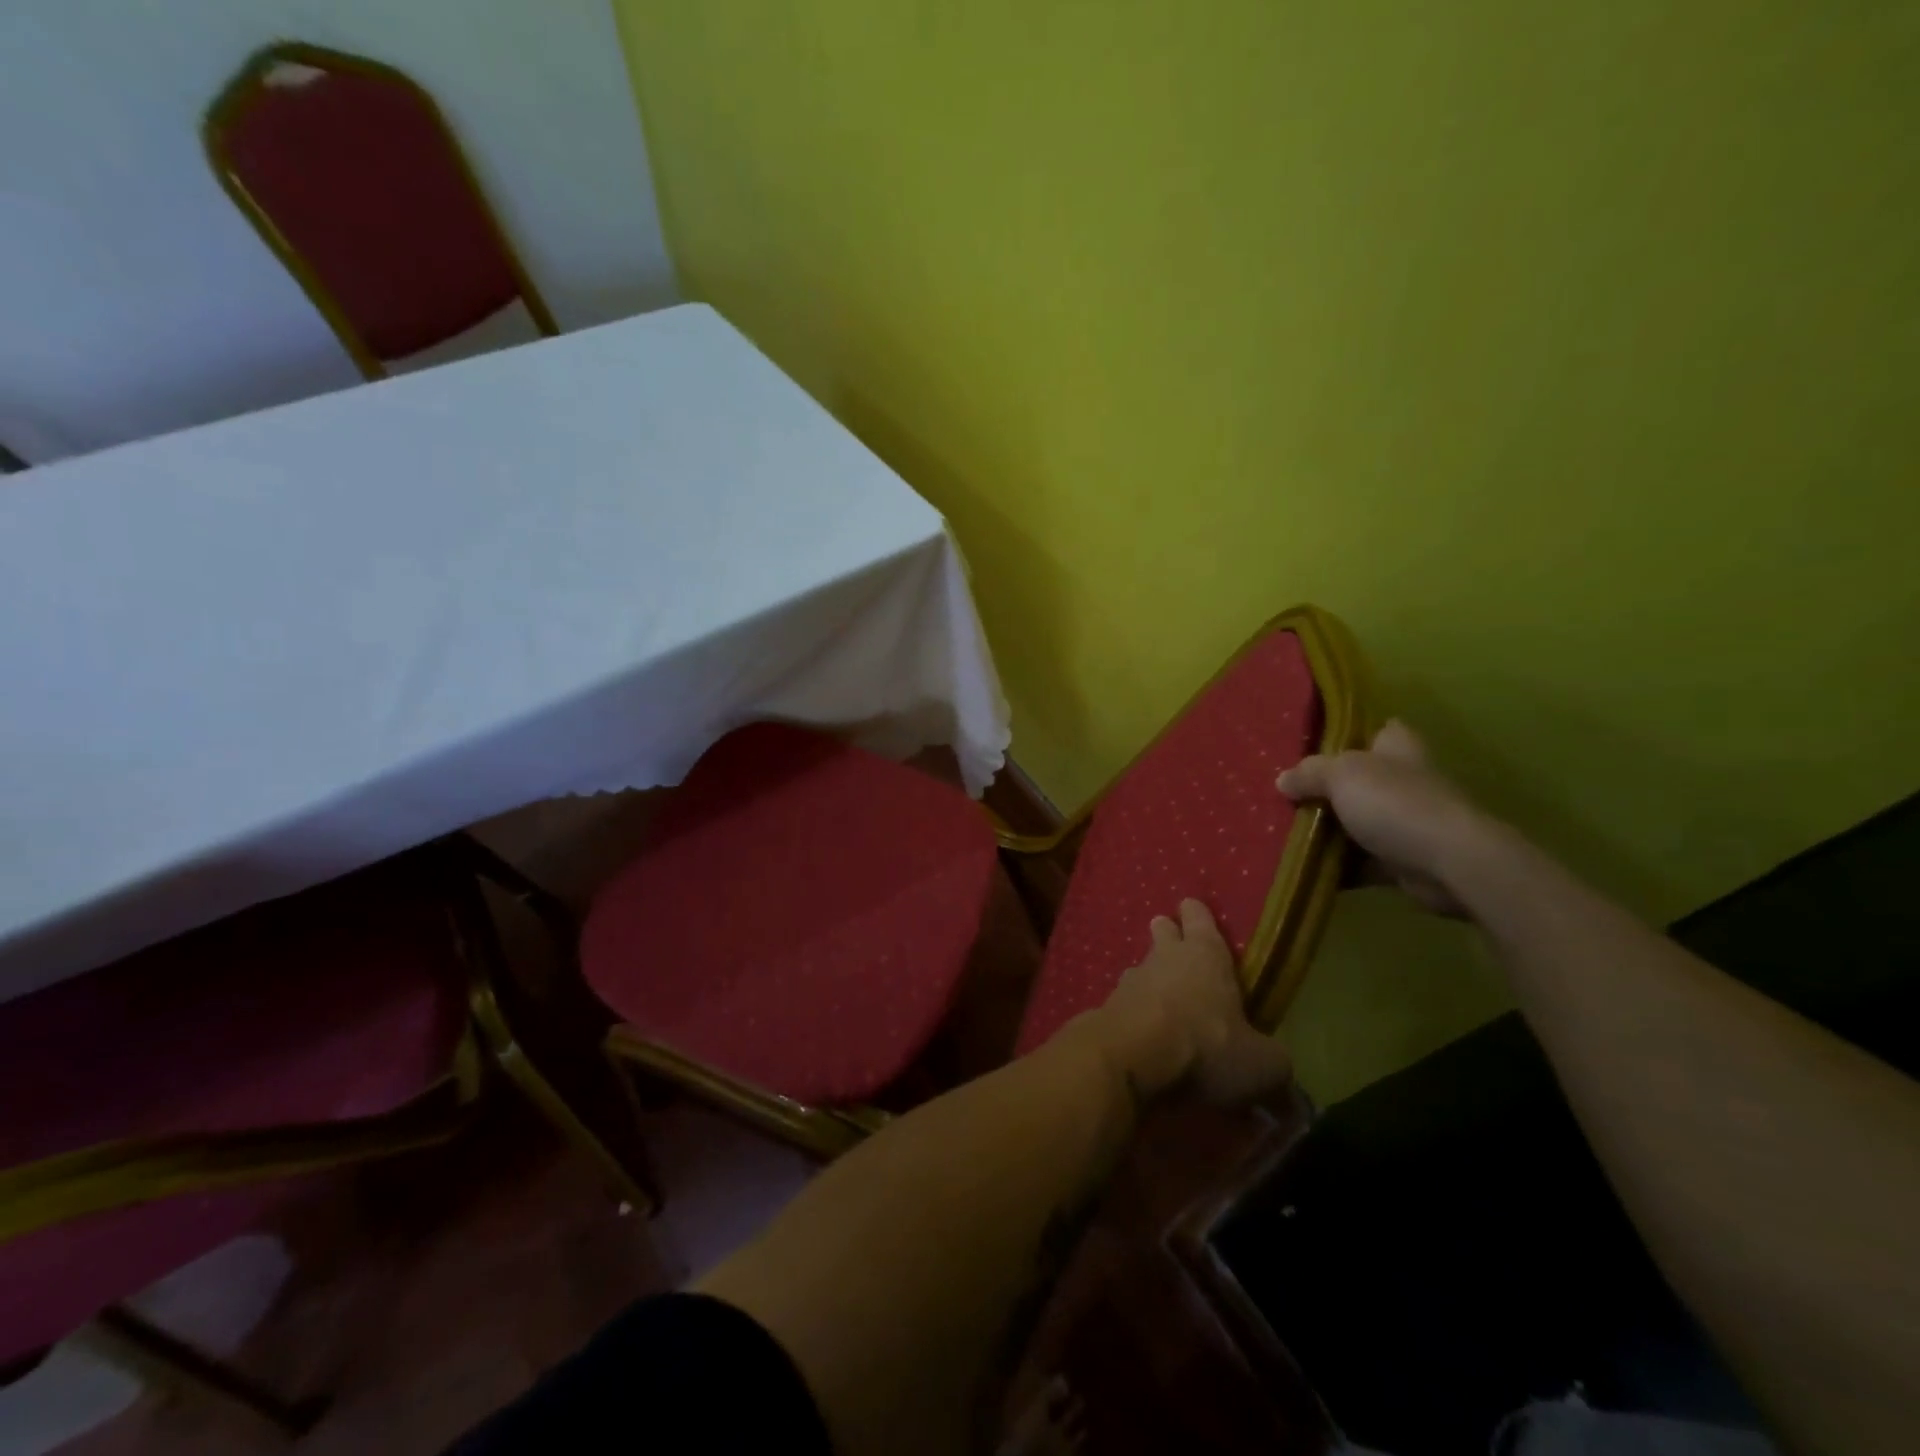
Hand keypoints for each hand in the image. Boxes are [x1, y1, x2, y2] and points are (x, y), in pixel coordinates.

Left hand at [1089, 899, 1292, 1105]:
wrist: (1131, 1058)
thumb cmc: (1207, 1046)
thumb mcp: (1261, 1064)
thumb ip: (1273, 1067)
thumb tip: (1281, 1085)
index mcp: (1206, 955)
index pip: (1200, 918)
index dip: (1198, 915)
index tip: (1193, 907)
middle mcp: (1165, 958)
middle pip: (1164, 933)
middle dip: (1168, 933)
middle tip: (1170, 934)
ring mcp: (1131, 981)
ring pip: (1142, 967)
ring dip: (1150, 976)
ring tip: (1159, 991)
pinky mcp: (1108, 1008)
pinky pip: (1125, 1002)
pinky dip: (1134, 1011)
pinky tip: (1141, 1029)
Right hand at [1276, 720, 1492, 916]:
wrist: (1448, 863)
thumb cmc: (1395, 804)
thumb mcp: (1341, 775)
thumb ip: (1309, 773)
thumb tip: (1282, 780)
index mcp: (1396, 748)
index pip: (1376, 730)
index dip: (1348, 735)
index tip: (1313, 746)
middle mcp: (1403, 781)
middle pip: (1358, 780)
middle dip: (1324, 789)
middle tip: (1285, 794)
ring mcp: (1405, 822)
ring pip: (1356, 821)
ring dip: (1327, 830)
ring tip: (1284, 831)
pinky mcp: (1402, 859)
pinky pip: (1360, 860)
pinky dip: (1338, 866)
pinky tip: (1305, 866)